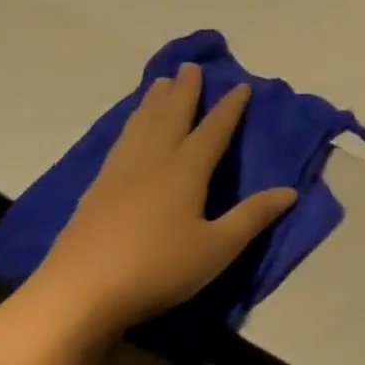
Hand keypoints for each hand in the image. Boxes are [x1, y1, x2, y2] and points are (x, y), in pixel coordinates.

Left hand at [20, 63, 296, 342]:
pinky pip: (120, 144)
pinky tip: (129, 130)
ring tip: (159, 83)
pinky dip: (130, 126)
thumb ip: (253, 216)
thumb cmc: (157, 269)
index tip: (242, 85)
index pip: (213, 130)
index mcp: (185, 171)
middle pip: (171, 117)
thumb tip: (290, 191)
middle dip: (184, 92)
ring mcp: (118, 176)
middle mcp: (152, 163)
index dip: (229, 107)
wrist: (75, 297)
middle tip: (190, 66)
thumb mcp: (217, 247)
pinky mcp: (95, 194)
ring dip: (153, 103)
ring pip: (140, 127)